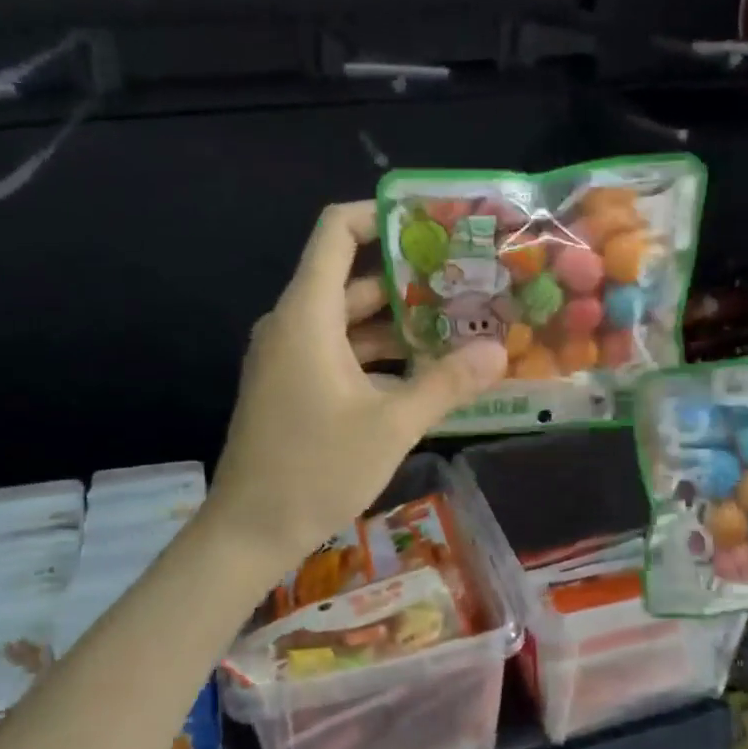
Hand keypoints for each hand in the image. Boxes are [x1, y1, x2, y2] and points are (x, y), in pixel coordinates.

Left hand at [206, 202, 507, 564]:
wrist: (249, 531)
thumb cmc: (315, 469)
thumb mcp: (391, 425)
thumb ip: (446, 383)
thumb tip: (498, 352)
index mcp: (307, 315)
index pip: (336, 233)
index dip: (380, 217)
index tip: (433, 225)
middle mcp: (294, 324)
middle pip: (352, 279)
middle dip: (409, 278)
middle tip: (467, 282)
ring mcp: (290, 357)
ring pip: (350, 321)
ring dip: (399, 322)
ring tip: (459, 325)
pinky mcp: (294, 386)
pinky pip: (341, 351)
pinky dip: (380, 354)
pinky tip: (425, 372)